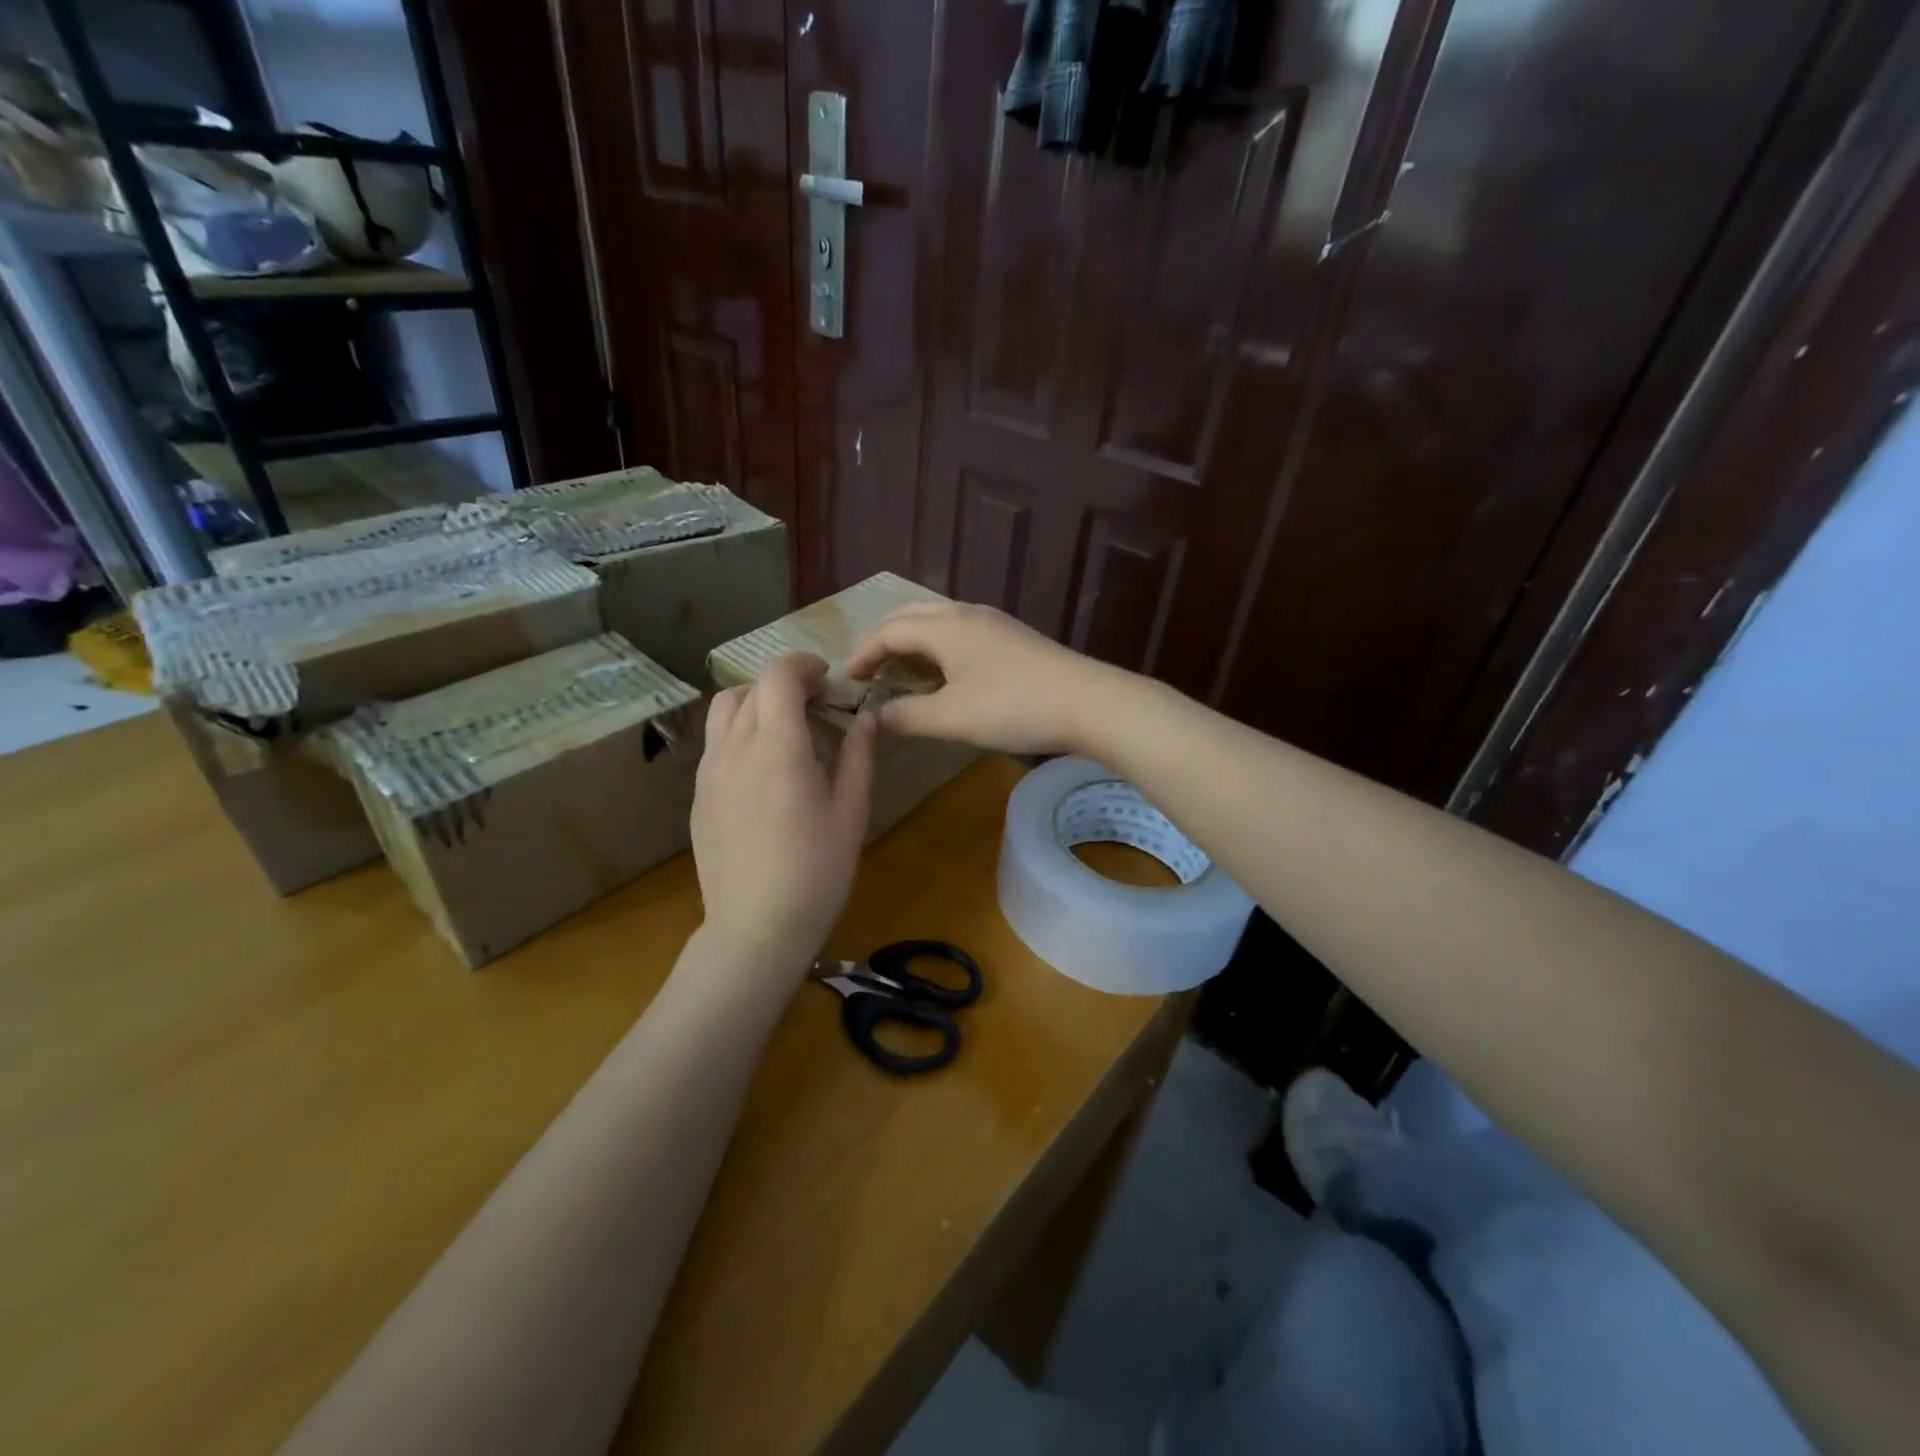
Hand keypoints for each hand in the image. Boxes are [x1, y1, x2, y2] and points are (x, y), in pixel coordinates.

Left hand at [690, 652, 875, 978]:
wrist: (755, 928)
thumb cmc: (817, 872)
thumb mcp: (851, 813)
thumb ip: (858, 757)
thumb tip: (865, 717)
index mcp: (777, 748)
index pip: (778, 677)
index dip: (804, 665)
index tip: (828, 679)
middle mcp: (735, 749)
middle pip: (751, 689)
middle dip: (786, 683)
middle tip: (818, 705)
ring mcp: (709, 772)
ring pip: (724, 710)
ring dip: (756, 701)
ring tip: (786, 726)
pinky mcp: (699, 795)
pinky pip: (716, 743)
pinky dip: (740, 730)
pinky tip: (764, 765)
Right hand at [843, 601, 1131, 755]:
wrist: (1087, 702)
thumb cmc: (1012, 707)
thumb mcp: (952, 718)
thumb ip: (909, 716)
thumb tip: (877, 716)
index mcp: (944, 626)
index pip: (889, 630)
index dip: (863, 652)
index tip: (846, 679)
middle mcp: (966, 614)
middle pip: (911, 615)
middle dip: (883, 638)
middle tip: (867, 668)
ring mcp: (993, 623)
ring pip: (938, 620)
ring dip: (911, 640)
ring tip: (899, 669)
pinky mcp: (1012, 638)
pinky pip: (959, 631)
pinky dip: (936, 646)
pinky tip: (943, 672)